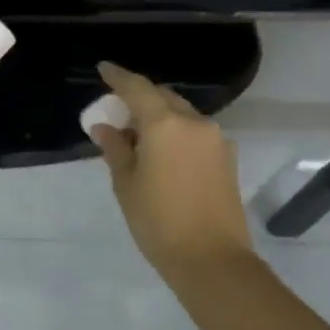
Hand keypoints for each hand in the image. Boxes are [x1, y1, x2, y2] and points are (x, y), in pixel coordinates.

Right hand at [90, 62, 258, 286]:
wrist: (212, 260)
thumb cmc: (158, 221)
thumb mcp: (126, 183)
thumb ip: (115, 148)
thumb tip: (105, 127)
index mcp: (165, 124)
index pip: (138, 88)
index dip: (118, 76)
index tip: (103, 69)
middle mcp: (195, 123)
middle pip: (163, 97)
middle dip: (139, 98)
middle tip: (117, 111)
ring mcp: (215, 140)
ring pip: (181, 114)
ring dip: (159, 117)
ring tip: (137, 137)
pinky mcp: (226, 158)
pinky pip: (194, 133)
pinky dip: (175, 132)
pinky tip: (161, 153)